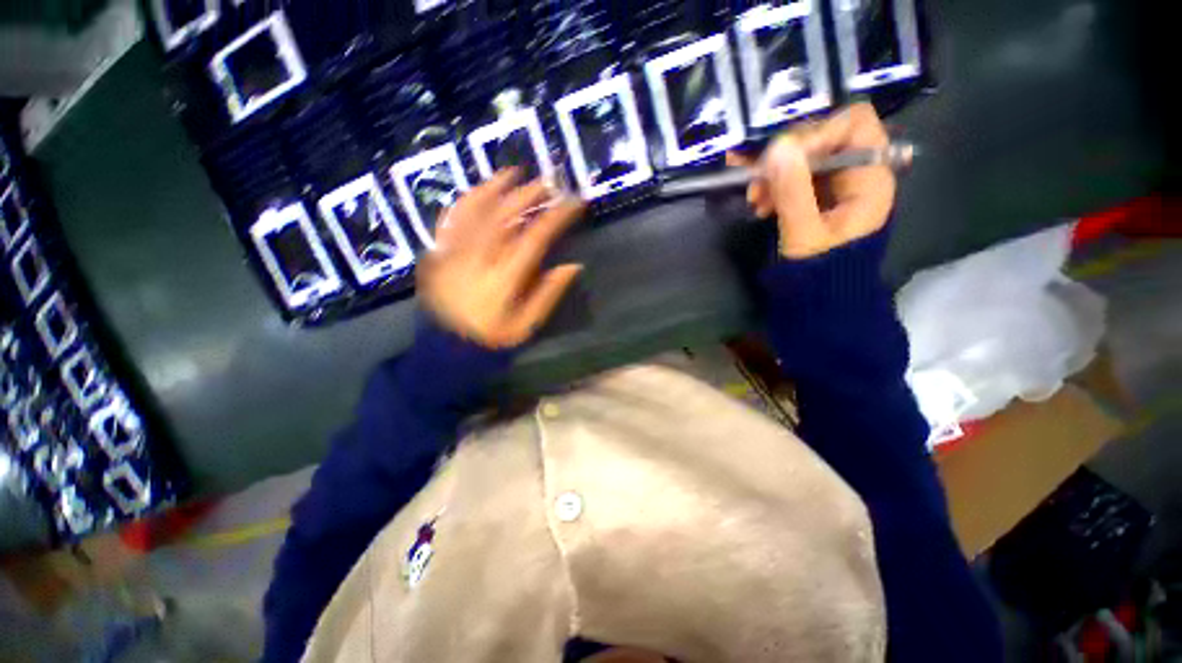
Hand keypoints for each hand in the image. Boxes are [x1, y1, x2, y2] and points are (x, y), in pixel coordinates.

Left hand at [419, 170, 584, 348]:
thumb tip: (572, 265)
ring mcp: (454, 252)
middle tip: (547, 182)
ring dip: (497, 188)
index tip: (573, 202)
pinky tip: (480, 190)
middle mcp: (478, 259)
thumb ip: (548, 294)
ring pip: (476, 210)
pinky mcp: (438, 252)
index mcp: (503, 279)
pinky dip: (467, 200)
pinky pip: (451, 218)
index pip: (535, 238)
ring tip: (514, 173)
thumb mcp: (526, 326)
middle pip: (505, 215)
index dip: (556, 216)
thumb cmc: (491, 340)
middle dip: (529, 195)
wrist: (444, 349)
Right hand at [726, 103, 895, 258]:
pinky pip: (793, 175)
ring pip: (803, 156)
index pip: (853, 123)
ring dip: (773, 172)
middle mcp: (855, 171)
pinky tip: (759, 203)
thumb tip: (777, 147)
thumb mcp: (805, 234)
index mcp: (869, 176)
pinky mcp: (816, 194)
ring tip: (754, 198)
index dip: (817, 131)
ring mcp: (834, 182)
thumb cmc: (821, 271)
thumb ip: (793, 191)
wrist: (820, 298)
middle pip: (822, 136)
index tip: (782, 157)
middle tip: (756, 180)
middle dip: (785, 156)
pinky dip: (772, 184)